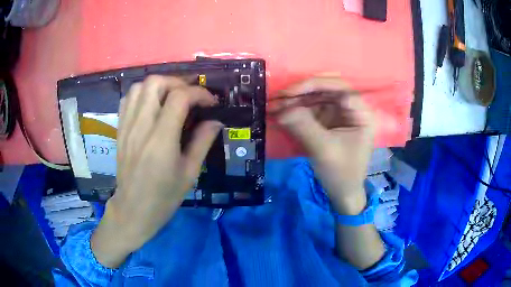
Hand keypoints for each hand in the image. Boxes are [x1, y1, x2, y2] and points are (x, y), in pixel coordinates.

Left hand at [91, 76, 221, 267]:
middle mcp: (141, 127)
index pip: (180, 98)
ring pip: (139, 87)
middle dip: (177, 82)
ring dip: (159, 85)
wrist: (133, 209)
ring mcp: (127, 126)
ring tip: (171, 97)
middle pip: (155, 83)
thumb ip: (202, 142)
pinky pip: (127, 99)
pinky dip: (142, 94)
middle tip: (190, 95)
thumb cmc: (164, 197)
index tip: (210, 103)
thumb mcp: (189, 173)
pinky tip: (152, 105)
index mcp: (161, 140)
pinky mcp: (120, 129)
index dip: (199, 93)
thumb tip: (216, 121)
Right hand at [274, 77, 374, 214]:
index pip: (339, 87)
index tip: (289, 93)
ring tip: (272, 106)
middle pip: (325, 89)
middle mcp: (350, 108)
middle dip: (301, 92)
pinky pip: (310, 109)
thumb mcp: (324, 150)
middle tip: (278, 98)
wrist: (342, 193)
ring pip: (315, 98)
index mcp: (360, 112)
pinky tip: (279, 113)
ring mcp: (338, 114)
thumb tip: (280, 109)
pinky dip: (294, 110)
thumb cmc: (341, 173)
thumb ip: (303, 127)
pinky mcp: (327, 121)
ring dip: (294, 101)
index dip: (313, 85)